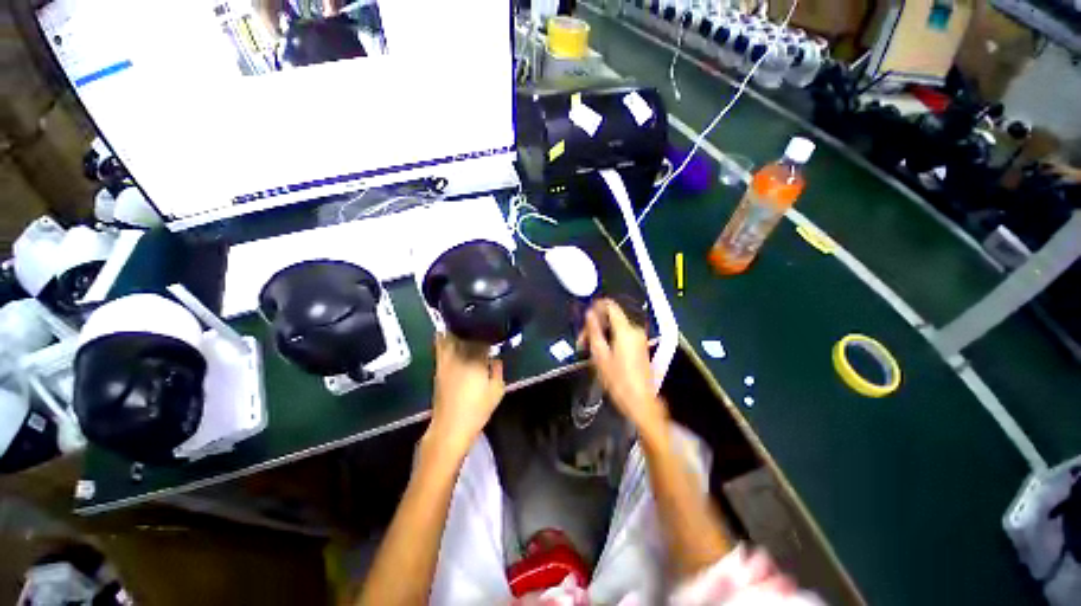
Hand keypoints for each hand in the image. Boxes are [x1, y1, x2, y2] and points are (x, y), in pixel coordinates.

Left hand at [427, 333, 504, 454]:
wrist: (451, 427)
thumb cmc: (477, 409)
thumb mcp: (497, 390)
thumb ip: (498, 369)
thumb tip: (495, 357)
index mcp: (476, 360)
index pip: (483, 338)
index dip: (489, 332)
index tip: (494, 330)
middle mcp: (460, 356)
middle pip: (466, 333)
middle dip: (474, 328)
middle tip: (481, 325)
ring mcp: (446, 360)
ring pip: (450, 336)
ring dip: (458, 329)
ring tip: (466, 326)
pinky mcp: (438, 367)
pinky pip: (441, 346)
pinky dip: (445, 337)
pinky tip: (451, 335)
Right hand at [578, 299, 666, 431]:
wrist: (640, 401)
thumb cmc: (618, 381)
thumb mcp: (600, 356)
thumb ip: (593, 331)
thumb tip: (589, 314)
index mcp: (625, 330)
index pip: (610, 306)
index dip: (596, 306)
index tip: (585, 315)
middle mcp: (634, 330)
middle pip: (611, 317)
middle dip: (595, 325)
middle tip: (582, 340)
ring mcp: (639, 338)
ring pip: (615, 326)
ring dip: (601, 333)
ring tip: (589, 348)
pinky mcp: (640, 346)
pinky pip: (622, 334)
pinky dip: (610, 338)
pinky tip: (601, 352)